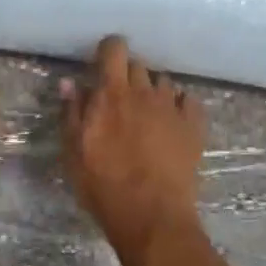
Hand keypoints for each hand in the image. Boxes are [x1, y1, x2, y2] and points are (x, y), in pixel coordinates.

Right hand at [62, 35, 205, 255]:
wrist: (152, 216)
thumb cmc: (104, 186)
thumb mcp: (74, 153)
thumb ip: (72, 113)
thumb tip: (70, 83)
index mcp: (112, 95)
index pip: (114, 49)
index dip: (108, 51)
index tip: (102, 66)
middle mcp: (145, 92)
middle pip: (137, 66)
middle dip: (127, 77)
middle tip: (119, 102)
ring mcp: (173, 108)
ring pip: (163, 83)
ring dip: (152, 92)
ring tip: (146, 116)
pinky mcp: (195, 126)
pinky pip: (188, 101)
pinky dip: (179, 106)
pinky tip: (172, 124)